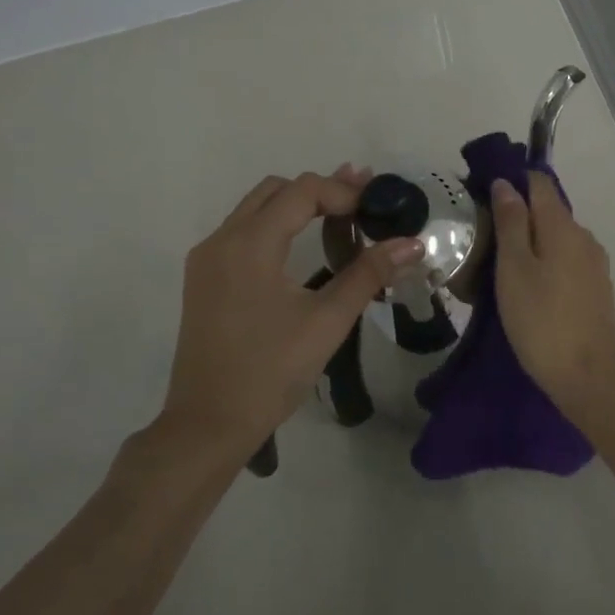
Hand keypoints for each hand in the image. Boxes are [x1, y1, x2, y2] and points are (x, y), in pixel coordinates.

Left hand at [162, 167, 422, 453]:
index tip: (377, 208)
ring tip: (341, 218)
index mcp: (250, 244)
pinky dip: (275, 226)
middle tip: (362, 205)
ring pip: (256, 208)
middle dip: (321, 191)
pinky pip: (242, 232)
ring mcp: (206, 258)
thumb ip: (369, 274)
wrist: (208, 424)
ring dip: (297, 206)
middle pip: (276, 190)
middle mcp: (222, 239)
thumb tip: (412, 243)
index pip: (303, 191)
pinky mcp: (203, 278)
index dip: (344, 192)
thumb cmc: (271, 372)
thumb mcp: (327, 321)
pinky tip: (301, 248)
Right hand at [489, 172, 614, 410]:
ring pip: (558, 239)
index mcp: (563, 227)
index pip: (540, 184)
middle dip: (519, 216)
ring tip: (501, 266)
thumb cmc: (540, 320)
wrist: (586, 377)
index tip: (485, 196)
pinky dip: (546, 263)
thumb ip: (511, 222)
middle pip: (549, 212)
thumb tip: (506, 184)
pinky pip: (567, 262)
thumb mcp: (514, 269)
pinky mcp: (598, 289)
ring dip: (532, 243)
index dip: (513, 182)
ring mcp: (595, 265)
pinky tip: (529, 287)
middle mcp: (585, 238)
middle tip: (485, 238)